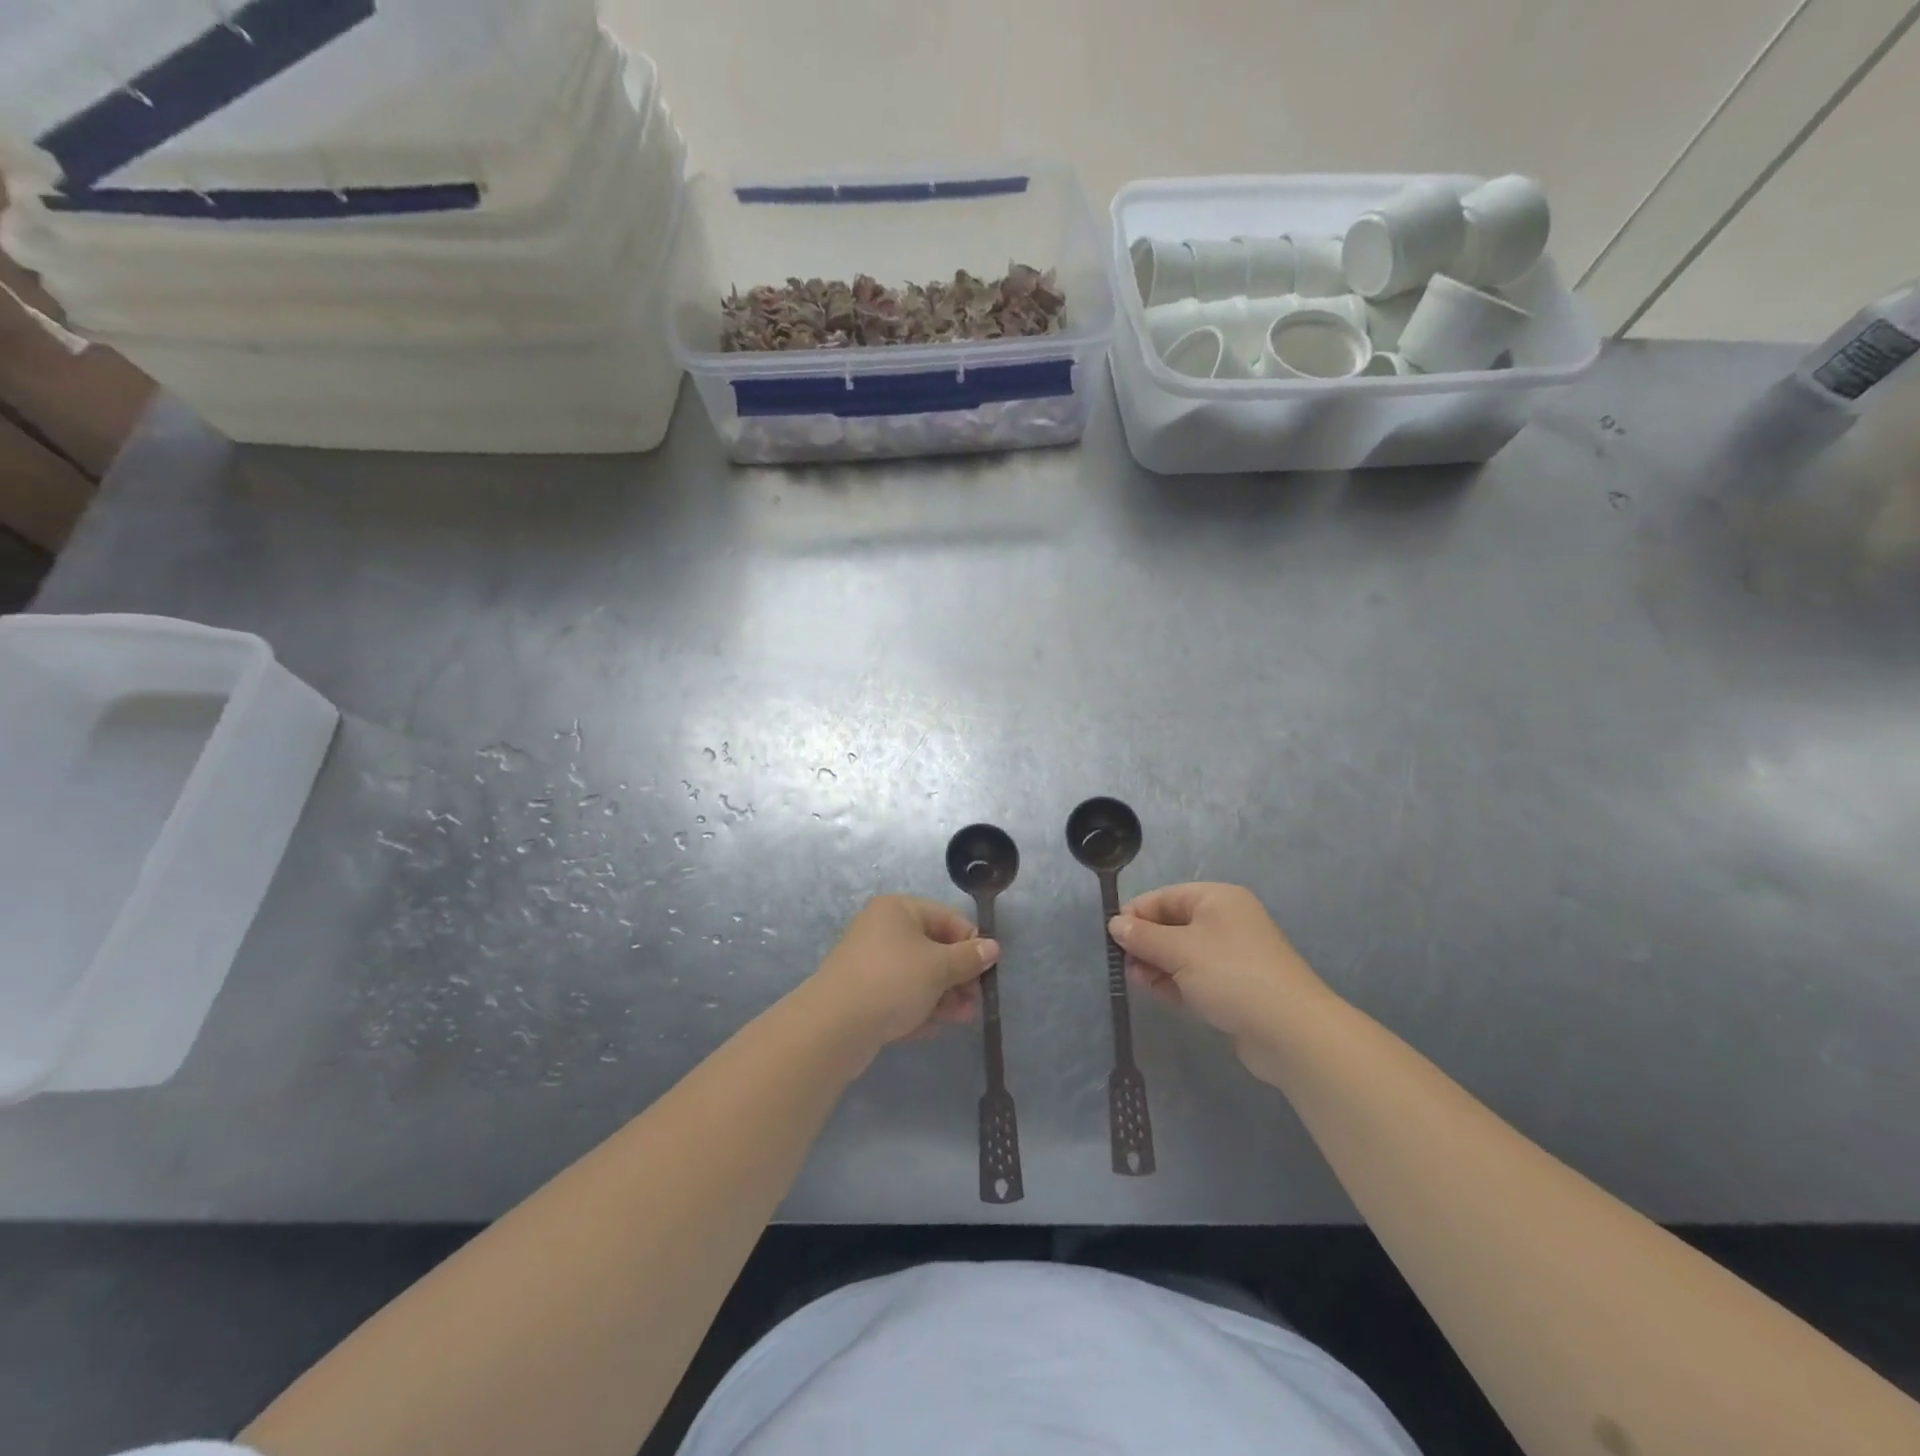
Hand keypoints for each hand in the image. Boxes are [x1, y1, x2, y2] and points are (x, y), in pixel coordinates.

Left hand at [809, 895, 999, 1052]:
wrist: (834, 1026)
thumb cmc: (893, 981)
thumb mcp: (938, 967)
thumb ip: (968, 958)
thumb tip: (992, 947)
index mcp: (898, 910)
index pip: (946, 917)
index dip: (971, 942)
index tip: (988, 970)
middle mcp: (882, 930)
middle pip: (932, 948)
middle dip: (958, 975)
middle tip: (976, 1000)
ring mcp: (870, 963)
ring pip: (917, 975)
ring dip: (943, 996)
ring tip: (963, 1019)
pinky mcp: (862, 994)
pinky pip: (899, 996)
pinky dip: (918, 1009)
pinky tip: (932, 1028)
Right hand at [1107, 883, 1331, 1083]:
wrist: (1290, 1032)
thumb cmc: (1231, 975)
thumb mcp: (1179, 950)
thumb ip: (1143, 936)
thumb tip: (1115, 924)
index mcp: (1216, 899)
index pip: (1164, 897)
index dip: (1135, 914)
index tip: (1111, 938)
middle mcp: (1225, 921)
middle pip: (1171, 924)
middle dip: (1145, 942)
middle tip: (1123, 964)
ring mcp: (1231, 955)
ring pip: (1180, 952)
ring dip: (1156, 964)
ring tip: (1137, 982)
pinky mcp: (1233, 986)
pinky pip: (1193, 976)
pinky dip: (1174, 982)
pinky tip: (1156, 993)